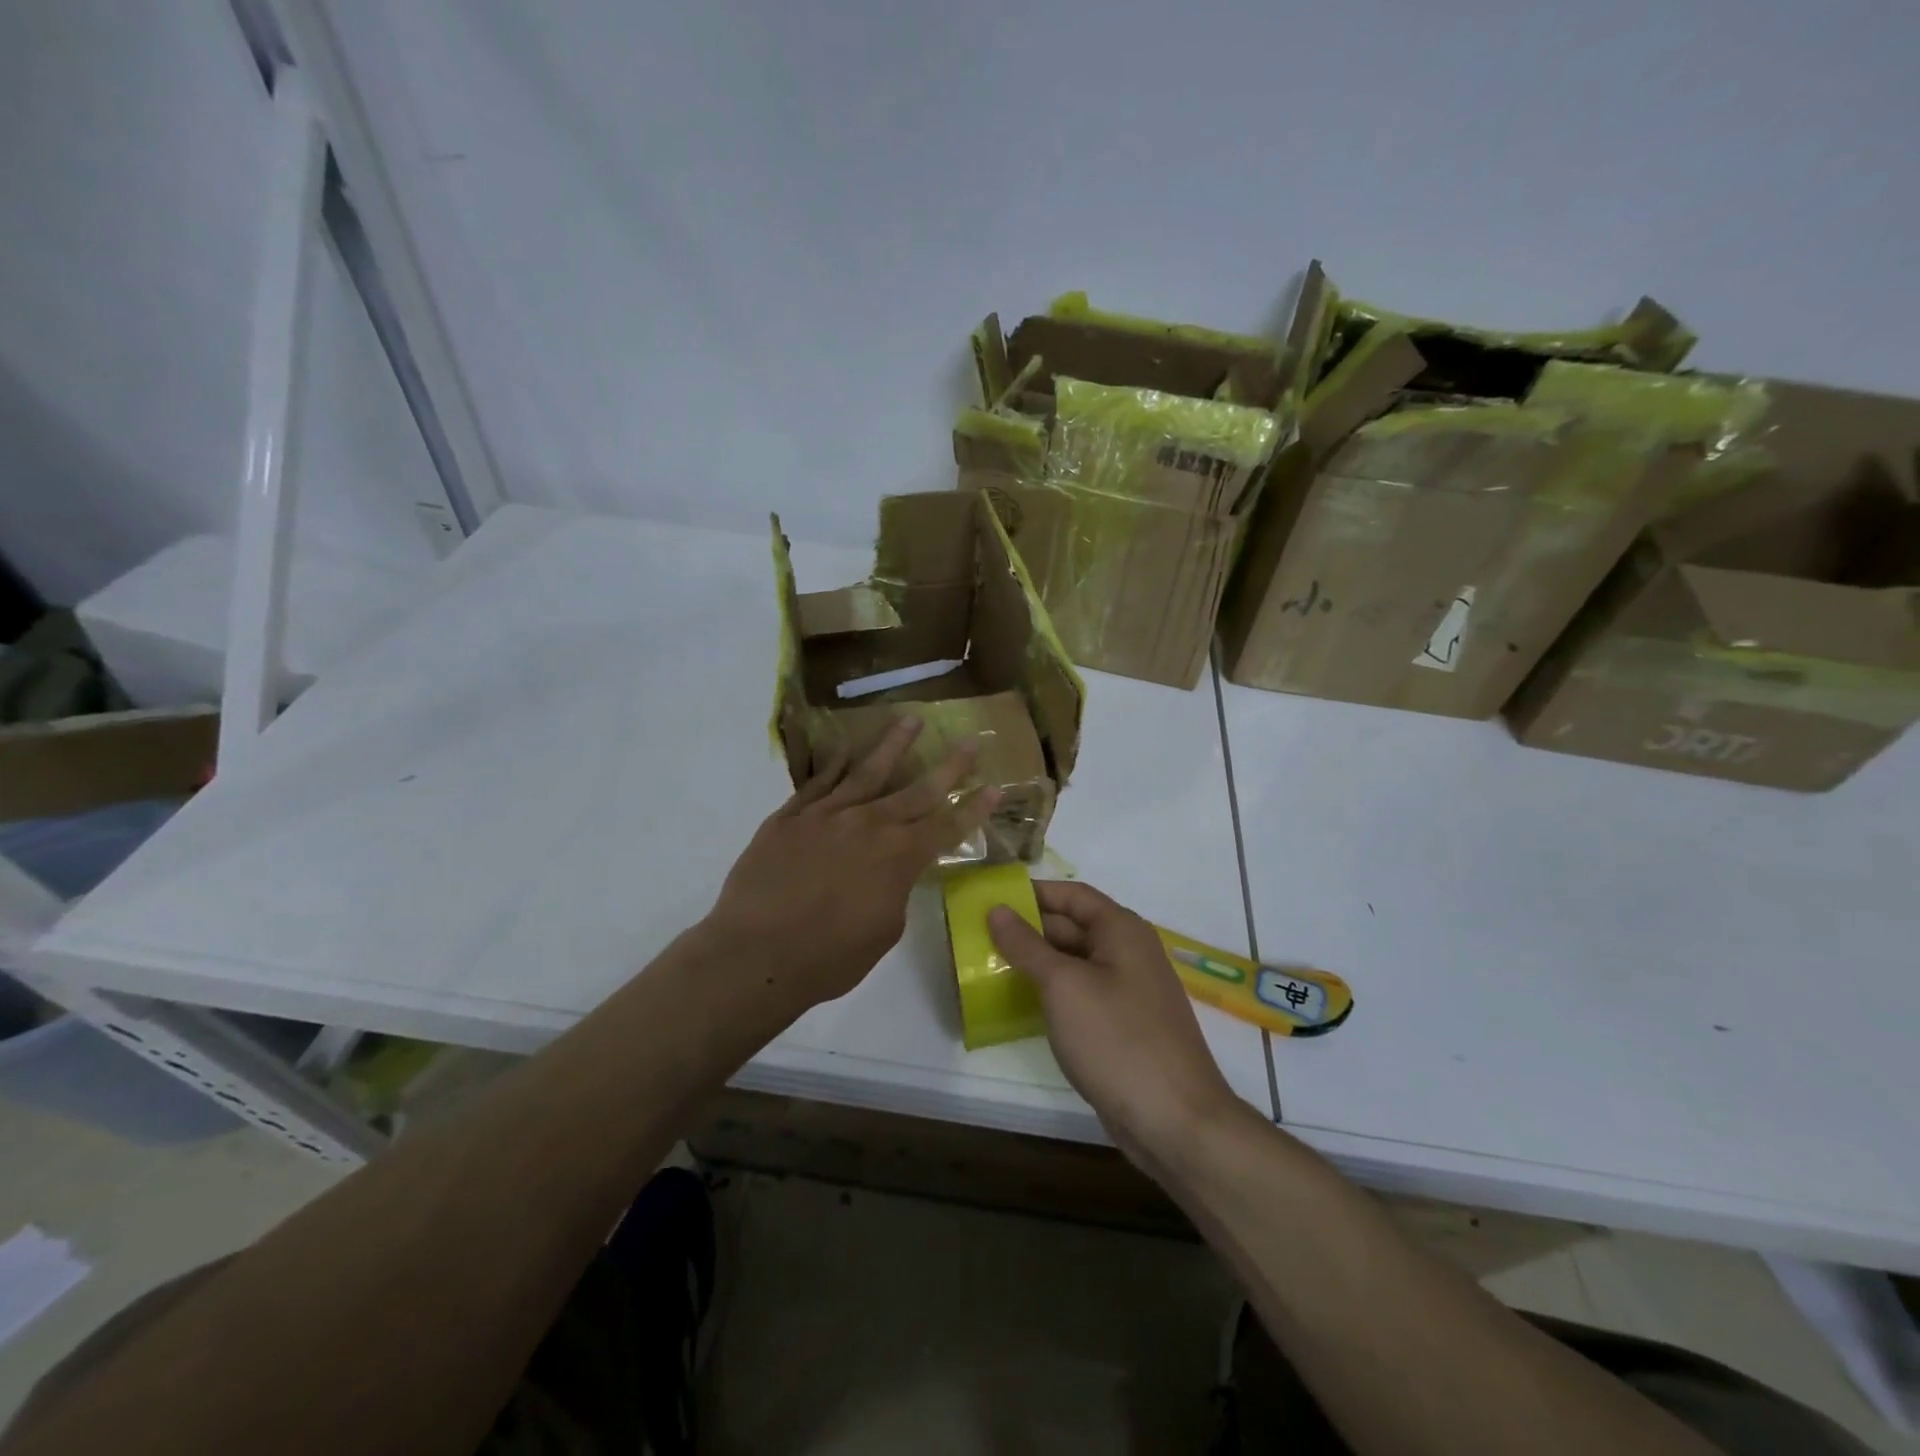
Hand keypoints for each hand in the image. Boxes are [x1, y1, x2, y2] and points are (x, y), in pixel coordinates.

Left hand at [708, 718, 998, 1010]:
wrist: (756, 953)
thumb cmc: (829, 957)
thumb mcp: (884, 931)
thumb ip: (896, 890)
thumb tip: (892, 871)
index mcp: (899, 857)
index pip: (947, 826)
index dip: (975, 808)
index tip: (996, 786)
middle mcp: (869, 824)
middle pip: (917, 790)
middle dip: (949, 766)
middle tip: (970, 741)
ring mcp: (827, 815)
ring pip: (867, 771)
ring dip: (894, 746)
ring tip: (911, 721)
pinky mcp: (791, 817)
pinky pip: (819, 782)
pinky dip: (835, 764)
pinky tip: (846, 749)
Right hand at [988, 881, 1241, 1166]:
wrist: (1176, 1121)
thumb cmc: (1117, 1040)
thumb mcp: (1063, 986)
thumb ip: (1027, 945)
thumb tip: (997, 909)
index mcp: (1121, 930)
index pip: (1071, 895)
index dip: (1032, 894)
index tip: (990, 901)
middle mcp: (1129, 952)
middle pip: (1072, 927)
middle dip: (1028, 930)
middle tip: (979, 937)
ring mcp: (1129, 992)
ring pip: (1075, 964)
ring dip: (1036, 964)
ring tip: (989, 968)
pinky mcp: (1124, 1027)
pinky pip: (1082, 995)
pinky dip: (1052, 994)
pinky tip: (1021, 1005)